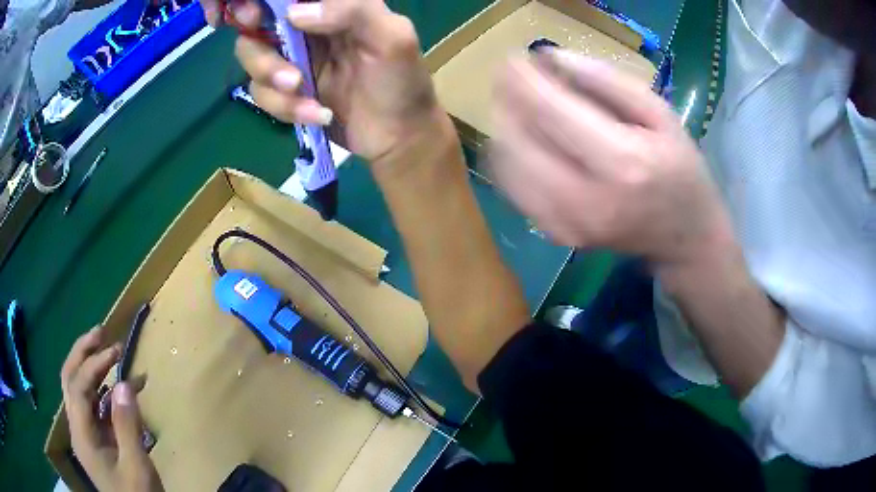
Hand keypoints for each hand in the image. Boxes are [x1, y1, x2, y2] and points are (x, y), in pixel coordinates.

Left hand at [61, 326, 162, 491]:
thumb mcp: (136, 467)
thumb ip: (127, 427)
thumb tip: (124, 383)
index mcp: (82, 435)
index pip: (77, 387)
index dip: (93, 364)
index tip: (116, 351)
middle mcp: (77, 428)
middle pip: (70, 379)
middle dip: (82, 353)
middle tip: (101, 332)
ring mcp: (85, 433)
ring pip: (79, 389)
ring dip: (91, 367)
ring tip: (109, 351)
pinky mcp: (96, 438)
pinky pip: (95, 406)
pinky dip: (105, 391)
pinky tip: (121, 388)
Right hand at [222, 0, 443, 162]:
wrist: (399, 135)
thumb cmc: (402, 81)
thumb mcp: (392, 38)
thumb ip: (353, 11)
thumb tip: (295, 13)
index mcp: (333, 9)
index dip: (263, 5)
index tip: (252, 16)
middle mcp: (307, 30)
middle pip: (257, 29)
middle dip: (258, 51)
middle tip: (280, 68)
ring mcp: (294, 61)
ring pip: (254, 63)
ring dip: (272, 81)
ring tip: (302, 91)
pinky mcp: (288, 93)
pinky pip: (264, 95)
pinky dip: (285, 107)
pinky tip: (319, 114)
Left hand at [490, 50, 733, 265]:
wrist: (684, 238)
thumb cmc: (681, 169)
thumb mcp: (659, 113)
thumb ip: (606, 80)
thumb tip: (549, 57)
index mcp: (622, 163)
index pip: (550, 111)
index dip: (521, 80)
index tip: (511, 59)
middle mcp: (586, 199)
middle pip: (517, 139)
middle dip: (506, 101)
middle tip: (513, 79)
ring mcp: (565, 224)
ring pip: (505, 164)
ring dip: (503, 127)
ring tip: (518, 106)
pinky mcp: (555, 235)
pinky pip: (512, 188)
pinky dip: (508, 157)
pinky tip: (524, 140)